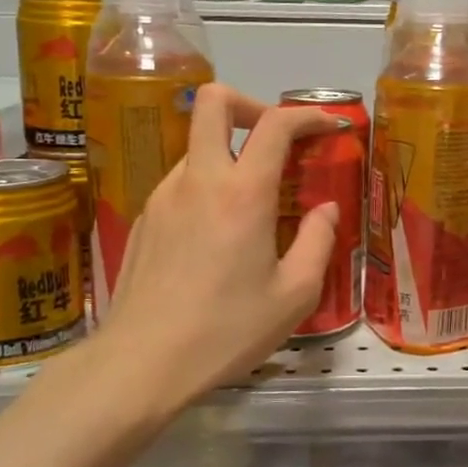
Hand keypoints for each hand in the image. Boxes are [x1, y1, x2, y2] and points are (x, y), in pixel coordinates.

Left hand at [99, 84, 341, 401]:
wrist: (140, 364)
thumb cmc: (226, 331)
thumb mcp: (294, 295)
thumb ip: (319, 242)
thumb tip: (326, 209)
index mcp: (242, 193)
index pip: (275, 124)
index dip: (307, 115)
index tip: (328, 127)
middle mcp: (198, 180)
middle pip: (212, 102)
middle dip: (250, 103)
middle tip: (275, 139)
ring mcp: (163, 196)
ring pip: (197, 145)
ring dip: (228, 153)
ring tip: (251, 202)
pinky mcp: (144, 219)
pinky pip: (181, 182)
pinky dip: (206, 186)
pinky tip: (217, 235)